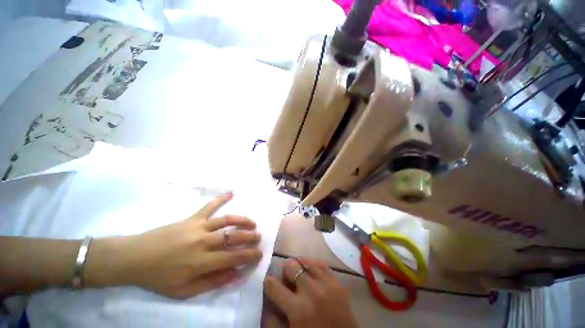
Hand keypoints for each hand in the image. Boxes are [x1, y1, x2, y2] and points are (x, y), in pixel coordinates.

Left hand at [85, 192, 262, 297]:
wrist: (134, 257)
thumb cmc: (159, 277)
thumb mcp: (184, 290)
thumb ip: (213, 282)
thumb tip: (237, 274)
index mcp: (201, 262)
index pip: (234, 258)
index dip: (249, 256)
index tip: (259, 255)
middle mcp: (204, 242)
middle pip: (234, 237)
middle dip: (250, 238)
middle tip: (259, 238)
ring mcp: (199, 227)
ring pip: (227, 221)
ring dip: (243, 221)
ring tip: (252, 223)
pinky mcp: (192, 218)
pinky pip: (210, 206)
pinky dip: (221, 199)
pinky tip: (231, 192)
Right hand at [264, 258, 358, 327]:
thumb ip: (276, 320)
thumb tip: (266, 303)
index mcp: (297, 309)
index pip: (275, 288)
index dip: (268, 281)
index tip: (267, 278)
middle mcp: (311, 292)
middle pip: (292, 267)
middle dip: (286, 269)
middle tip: (286, 273)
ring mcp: (326, 284)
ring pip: (307, 262)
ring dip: (300, 264)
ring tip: (298, 268)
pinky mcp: (337, 282)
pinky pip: (322, 265)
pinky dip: (314, 265)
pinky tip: (312, 269)